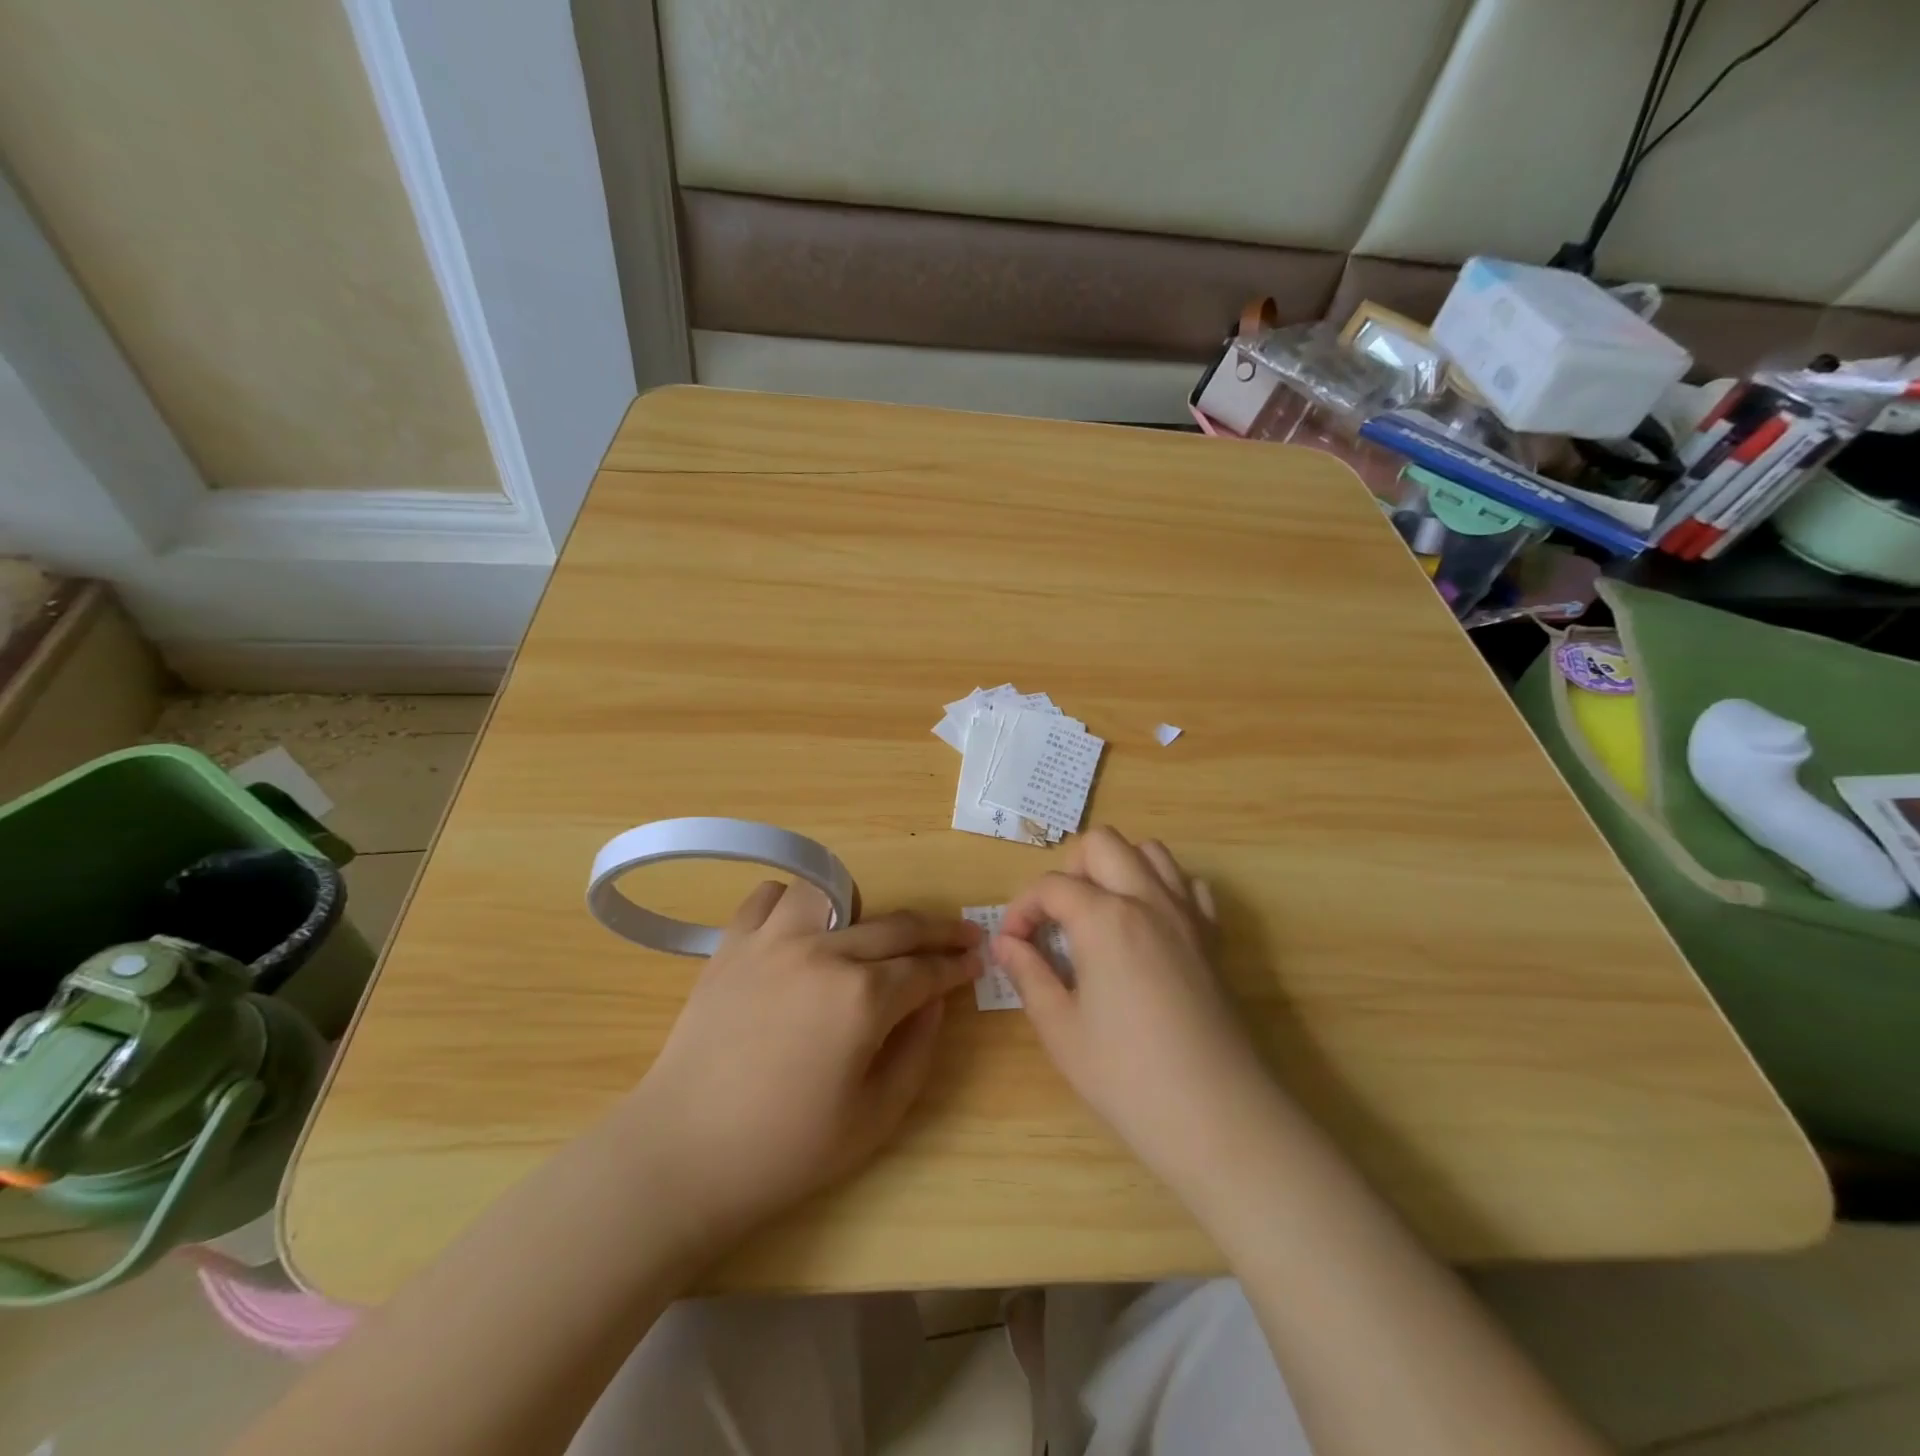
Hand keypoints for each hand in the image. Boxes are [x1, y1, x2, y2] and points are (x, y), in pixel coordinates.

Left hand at [621, 881, 980, 1251]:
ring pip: (833, 892)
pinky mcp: (731, 944)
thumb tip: (934, 1002)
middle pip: (896, 925)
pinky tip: (798, 932)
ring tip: (864, 935)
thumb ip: (917, 1051)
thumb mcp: (875, 1116)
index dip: (957, 964)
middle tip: (960, 935)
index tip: (977, 959)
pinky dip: (791, 904)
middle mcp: (824, 953)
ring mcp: (773, 941)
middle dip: (938, 930)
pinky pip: (768, 897)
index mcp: (863, 998)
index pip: (926, 968)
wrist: (684, 1152)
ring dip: (860, 908)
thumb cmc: (786, 1148)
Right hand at [995, 828, 1276, 1187]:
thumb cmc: (1127, 1076)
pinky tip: (1148, 928)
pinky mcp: (1213, 937)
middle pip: (1102, 844)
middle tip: (1057, 920)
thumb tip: (1006, 944)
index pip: (1051, 885)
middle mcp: (1148, 899)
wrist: (1217, 1116)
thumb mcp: (1060, 1029)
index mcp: (1104, 918)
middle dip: (1069, 870)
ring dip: (1117, 869)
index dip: (1022, 909)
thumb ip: (1028, 974)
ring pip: (1150, 851)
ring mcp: (1187, 914)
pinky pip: (1188, 885)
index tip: (1013, 945)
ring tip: (1100, 915)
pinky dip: (1162, 889)